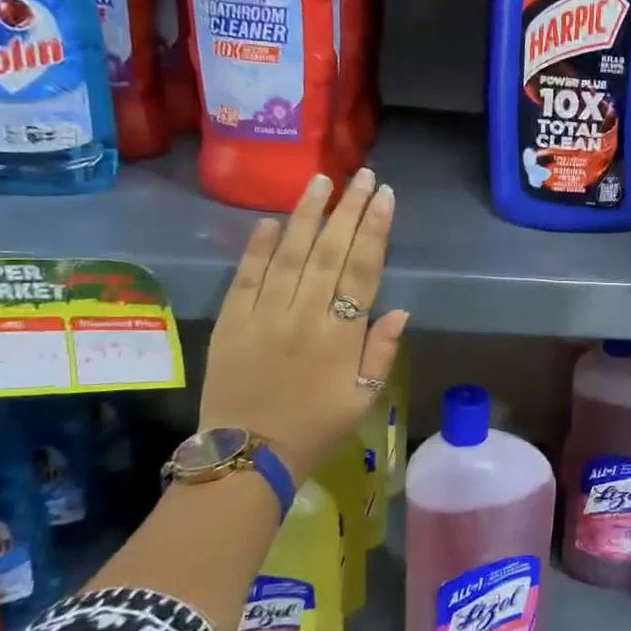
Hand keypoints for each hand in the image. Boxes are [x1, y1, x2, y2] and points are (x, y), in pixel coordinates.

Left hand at [200, 168, 408, 482]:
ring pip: (289, 254)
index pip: (362, 269)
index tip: (384, 196)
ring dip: (307, 215)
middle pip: (329, 251)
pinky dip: (259, 247)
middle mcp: (303, 315)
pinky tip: (272, 221)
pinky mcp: (231, 321)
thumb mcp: (363, 397)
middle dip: (348, 209)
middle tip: (360, 174)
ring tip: (320, 181)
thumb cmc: (316, 427)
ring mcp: (263, 315)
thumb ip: (381, 352)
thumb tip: (399, 310)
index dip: (375, 229)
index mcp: (340, 335)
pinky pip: (246, 276)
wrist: (247, 456)